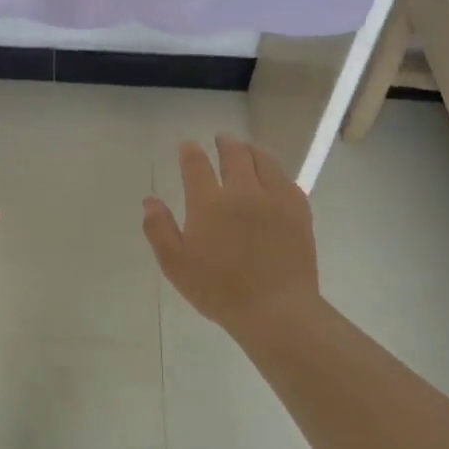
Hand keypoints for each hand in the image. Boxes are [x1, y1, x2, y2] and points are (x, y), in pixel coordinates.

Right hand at [142, 134, 320, 335]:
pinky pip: (286, 180)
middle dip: (225, 143)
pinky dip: (276, 171)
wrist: (277, 310)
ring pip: (264, 161)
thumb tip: (150, 200)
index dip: (190, 152)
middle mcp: (242, 192)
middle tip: (222, 139)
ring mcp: (274, 199)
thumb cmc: (219, 290)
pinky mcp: (298, 211)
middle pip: (234, 155)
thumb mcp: (176, 264)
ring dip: (252, 151)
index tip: (188, 146)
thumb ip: (159, 229)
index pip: (196, 165)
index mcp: (209, 203)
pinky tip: (274, 176)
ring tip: (247, 149)